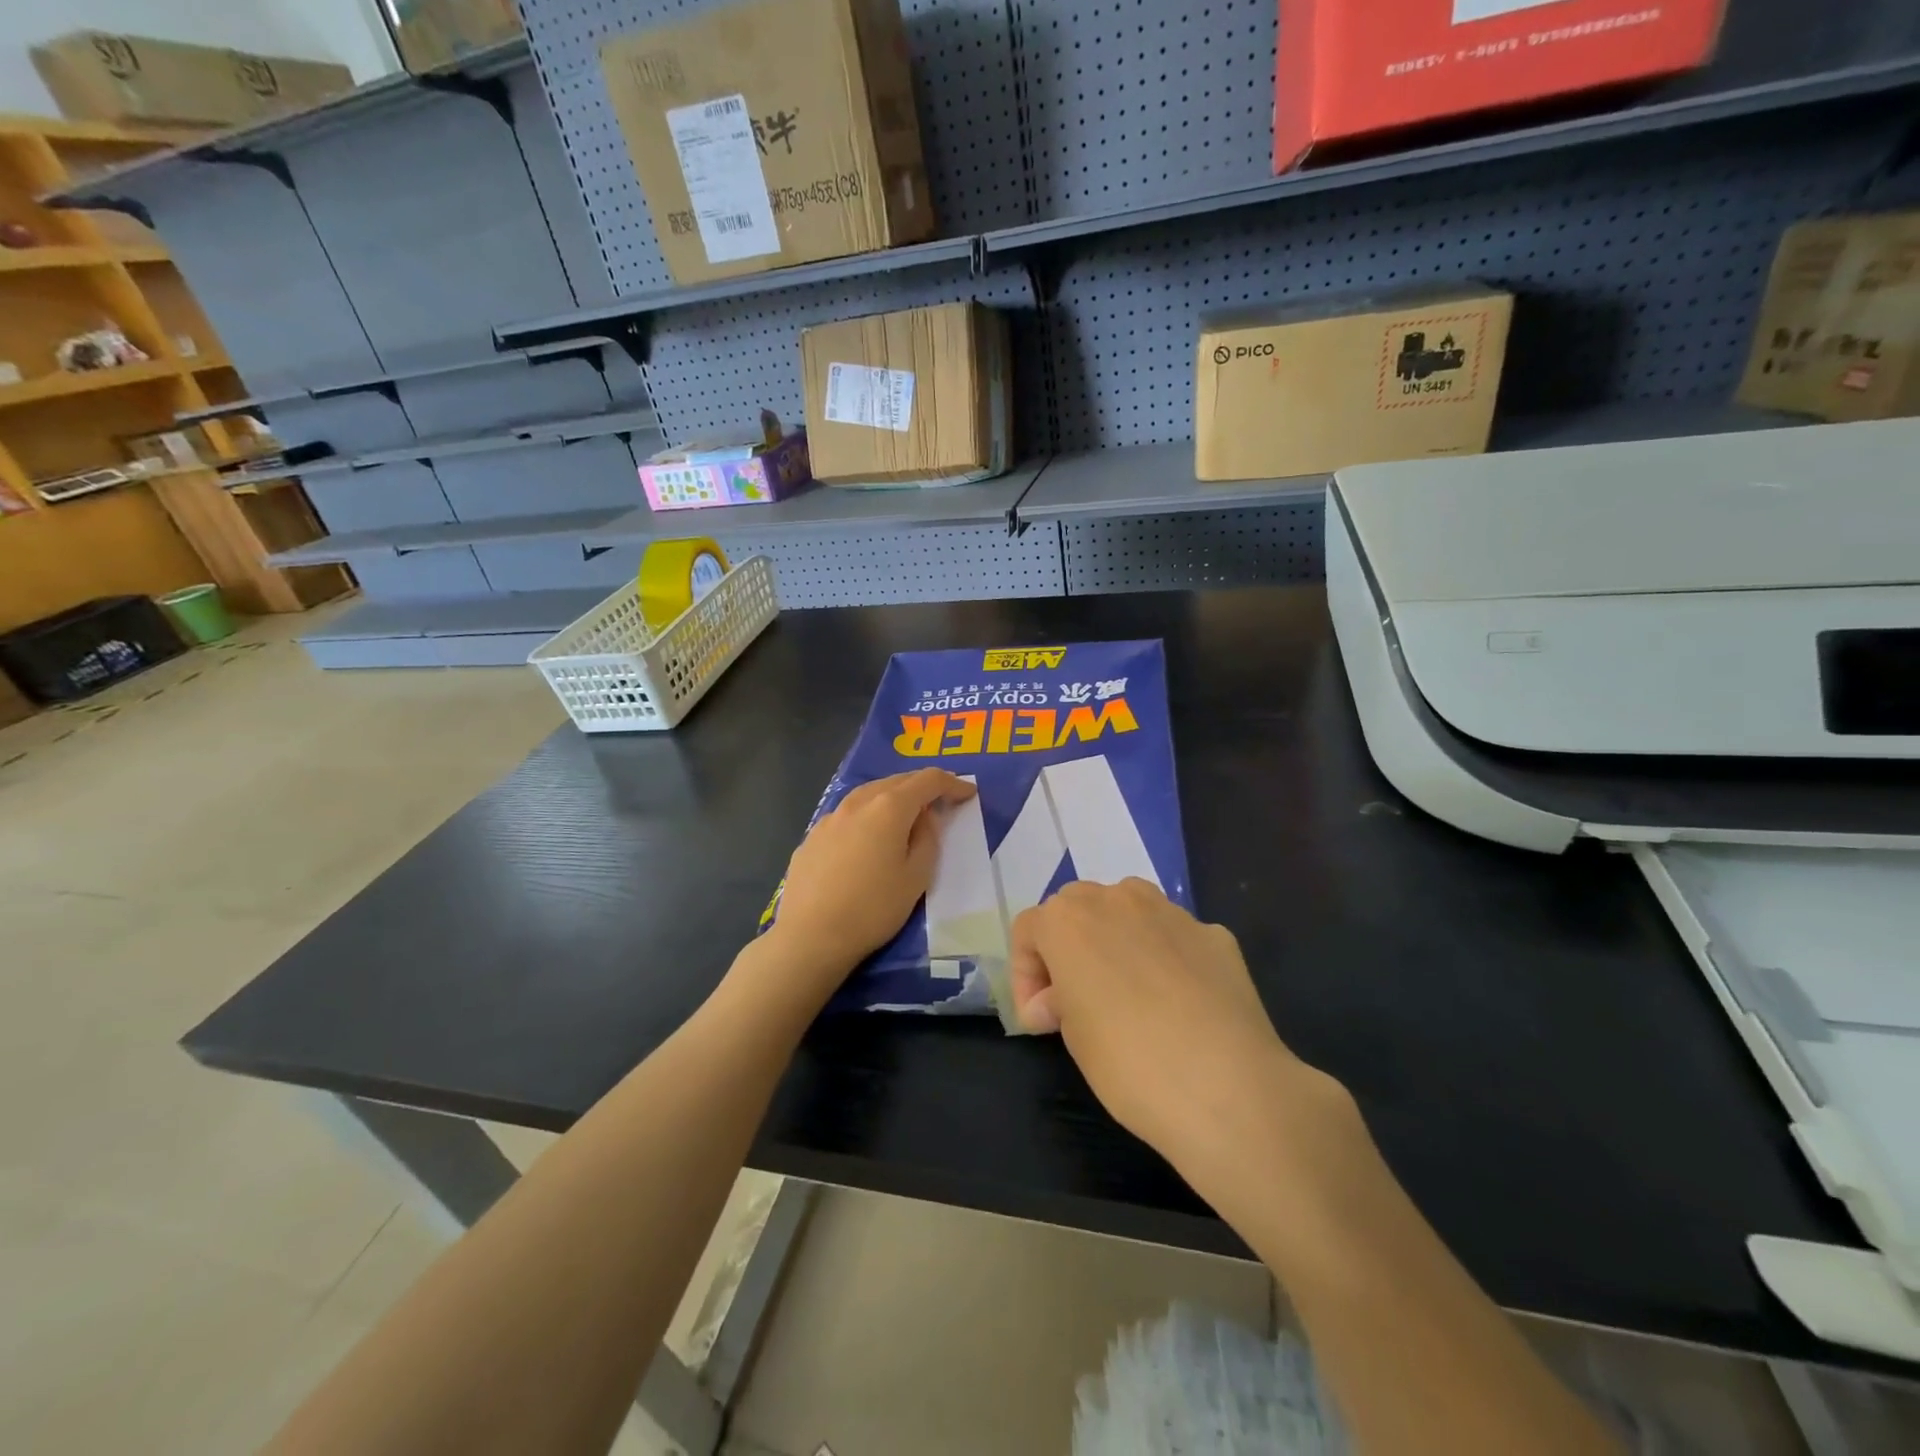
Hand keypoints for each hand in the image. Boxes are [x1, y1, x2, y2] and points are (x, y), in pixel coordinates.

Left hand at [767, 769, 976, 992]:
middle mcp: (857, 803)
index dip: (952, 783)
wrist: (810, 936)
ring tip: (904, 814)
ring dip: (891, 797)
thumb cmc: (873, 909)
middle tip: (940, 800)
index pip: (927, 781)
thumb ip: (927, 839)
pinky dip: (866, 816)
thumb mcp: (916, 877)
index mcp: (889, 808)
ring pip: (867, 794)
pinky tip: (866, 838)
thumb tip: (923, 818)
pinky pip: (847, 815)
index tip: (968, 793)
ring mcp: (830, 818)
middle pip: (896, 781)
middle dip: (921, 786)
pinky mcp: (811, 837)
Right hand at [1009, 879, 1351, 1183]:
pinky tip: (1181, 1003)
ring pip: (1127, 908)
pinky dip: (1166, 957)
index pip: (1029, 930)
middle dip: (1069, 947)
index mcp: (1069, 921)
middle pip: (1076, 907)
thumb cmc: (1130, 1064)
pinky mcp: (1214, 933)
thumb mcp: (1074, 1037)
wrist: (1229, 1088)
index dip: (1026, 975)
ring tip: (1128, 989)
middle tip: (1077, 999)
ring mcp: (1170, 911)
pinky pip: (1175, 936)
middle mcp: (1116, 899)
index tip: (1042, 1020)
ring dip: (1116, 938)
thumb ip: (1061, 1000)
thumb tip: (1064, 997)